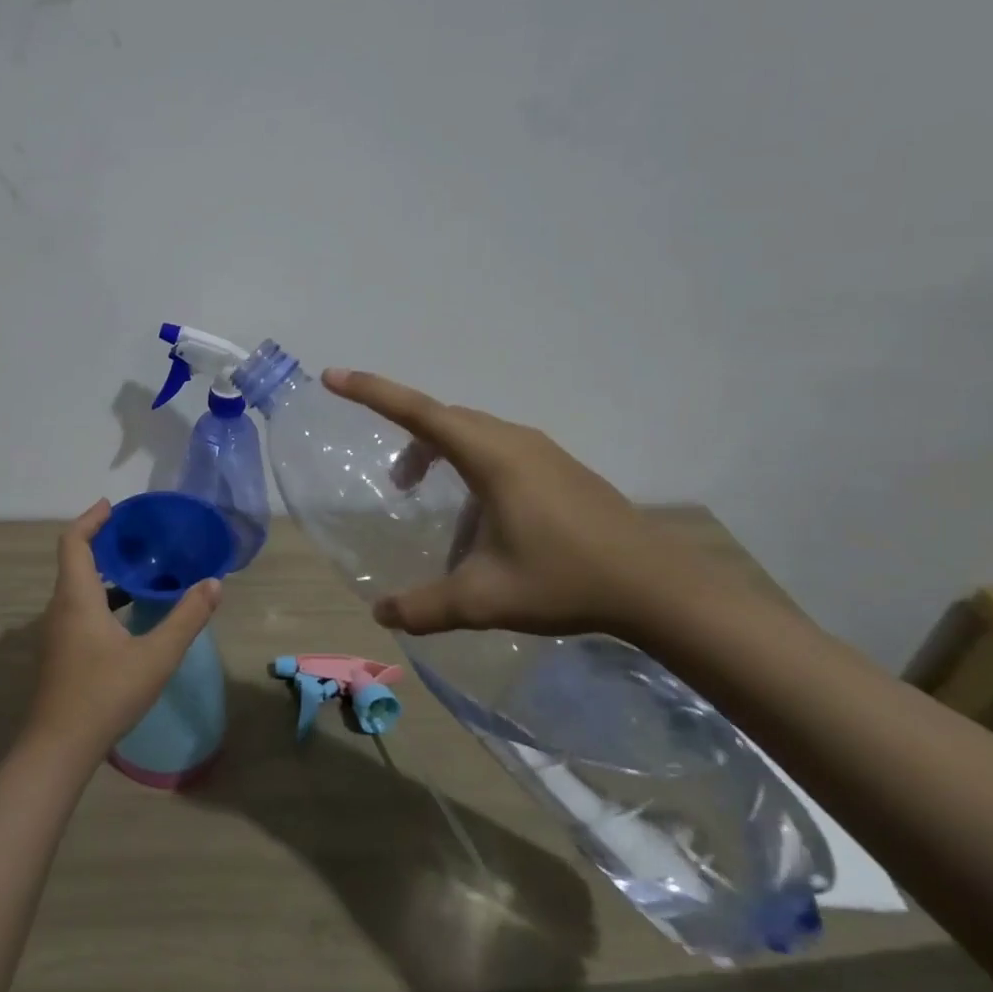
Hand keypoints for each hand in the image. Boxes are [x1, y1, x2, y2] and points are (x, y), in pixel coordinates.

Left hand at [23, 500, 223, 764]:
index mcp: (76, 597)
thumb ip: (186, 618)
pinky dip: (99, 597)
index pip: (73, 541)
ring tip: (137, 570)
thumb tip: (214, 583)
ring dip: (102, 572)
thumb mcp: (156, 656)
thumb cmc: (105, 694)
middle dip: (101, 541)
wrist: (58, 748)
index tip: (113, 506)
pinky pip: (77, 608)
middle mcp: (60, 607)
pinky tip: (126, 615)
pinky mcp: (60, 652)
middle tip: (135, 535)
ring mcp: (56, 632)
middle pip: (74, 560)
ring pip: (76, 587)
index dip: (91, 518)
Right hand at [322, 369, 714, 642]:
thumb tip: (380, 615)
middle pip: (443, 420)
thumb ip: (425, 606)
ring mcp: (542, 452)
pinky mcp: (561, 469)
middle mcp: (513, 441)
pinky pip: (498, 451)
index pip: (417, 411)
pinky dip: (470, 468)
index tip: (333, 376)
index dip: (371, 391)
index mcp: (490, 456)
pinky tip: (480, 521)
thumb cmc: (566, 579)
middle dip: (408, 441)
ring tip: (432, 503)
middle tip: (394, 484)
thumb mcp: (484, 598)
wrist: (659, 588)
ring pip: (472, 434)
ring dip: (440, 456)